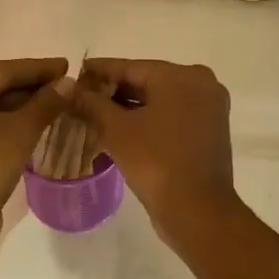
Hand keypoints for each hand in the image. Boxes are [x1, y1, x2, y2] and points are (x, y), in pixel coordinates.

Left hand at [0, 57, 68, 249]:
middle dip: (31, 87)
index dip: (38, 68)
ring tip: (57, 104)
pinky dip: (8, 124)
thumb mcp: (21, 131)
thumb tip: (68, 83)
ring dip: (22, 107)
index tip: (67, 65)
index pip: (3, 70)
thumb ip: (46, 103)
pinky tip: (35, 125)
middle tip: (66, 85)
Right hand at [69, 59, 239, 241]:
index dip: (99, 70)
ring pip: (159, 102)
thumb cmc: (156, 161)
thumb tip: (69, 87)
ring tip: (93, 114)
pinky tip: (119, 130)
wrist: (197, 211)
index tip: (75, 73)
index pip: (131, 67)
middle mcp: (202, 85)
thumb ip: (91, 103)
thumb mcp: (116, 130)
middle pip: (147, 82)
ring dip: (128, 109)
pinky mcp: (208, 133)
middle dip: (113, 92)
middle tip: (80, 97)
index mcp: (183, 76)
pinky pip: (170, 118)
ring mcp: (209, 110)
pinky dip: (147, 121)